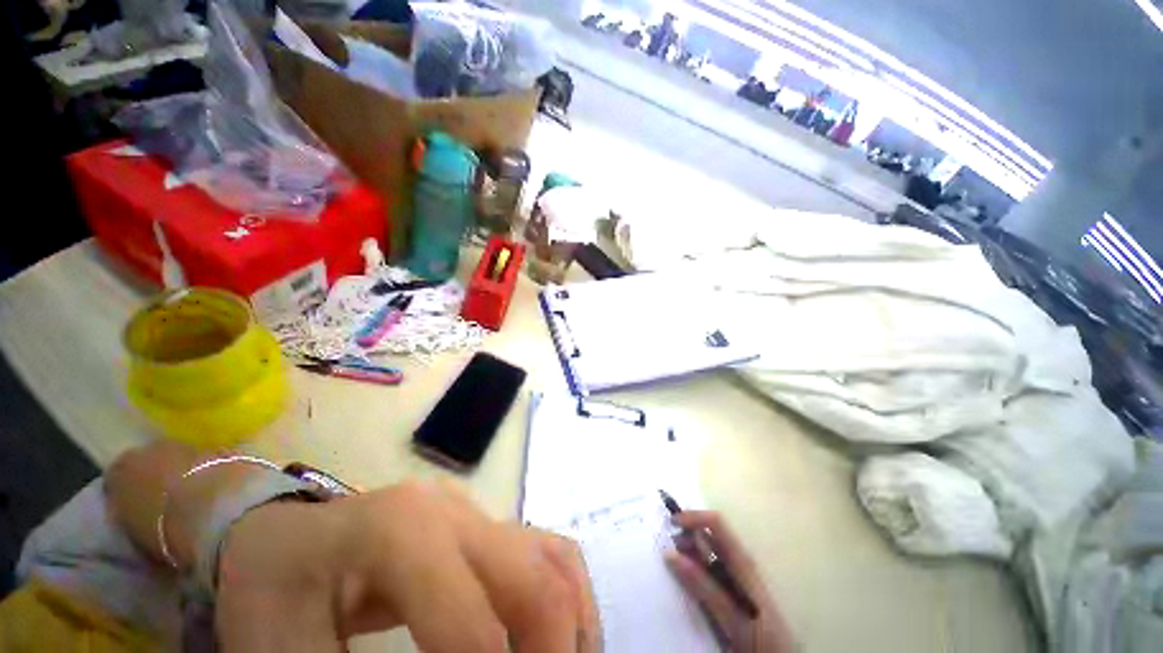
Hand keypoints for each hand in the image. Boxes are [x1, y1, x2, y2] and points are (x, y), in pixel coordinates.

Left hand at [215, 481, 599, 652]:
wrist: (282, 539)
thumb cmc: (271, 593)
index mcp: (401, 531)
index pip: (471, 627)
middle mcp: (455, 511)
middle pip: (535, 577)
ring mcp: (475, 512)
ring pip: (554, 558)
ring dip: (572, 627)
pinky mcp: (483, 524)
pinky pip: (547, 554)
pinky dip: (564, 601)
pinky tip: (554, 642)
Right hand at [665, 511, 793, 652]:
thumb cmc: (759, 635)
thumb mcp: (729, 614)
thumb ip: (701, 585)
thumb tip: (670, 554)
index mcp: (741, 561)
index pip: (716, 523)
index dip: (693, 517)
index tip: (671, 524)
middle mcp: (740, 561)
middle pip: (710, 534)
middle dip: (687, 536)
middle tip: (668, 552)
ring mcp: (738, 573)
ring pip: (709, 550)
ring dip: (690, 552)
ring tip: (673, 566)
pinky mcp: (735, 587)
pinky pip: (712, 566)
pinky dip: (696, 567)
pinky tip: (687, 581)